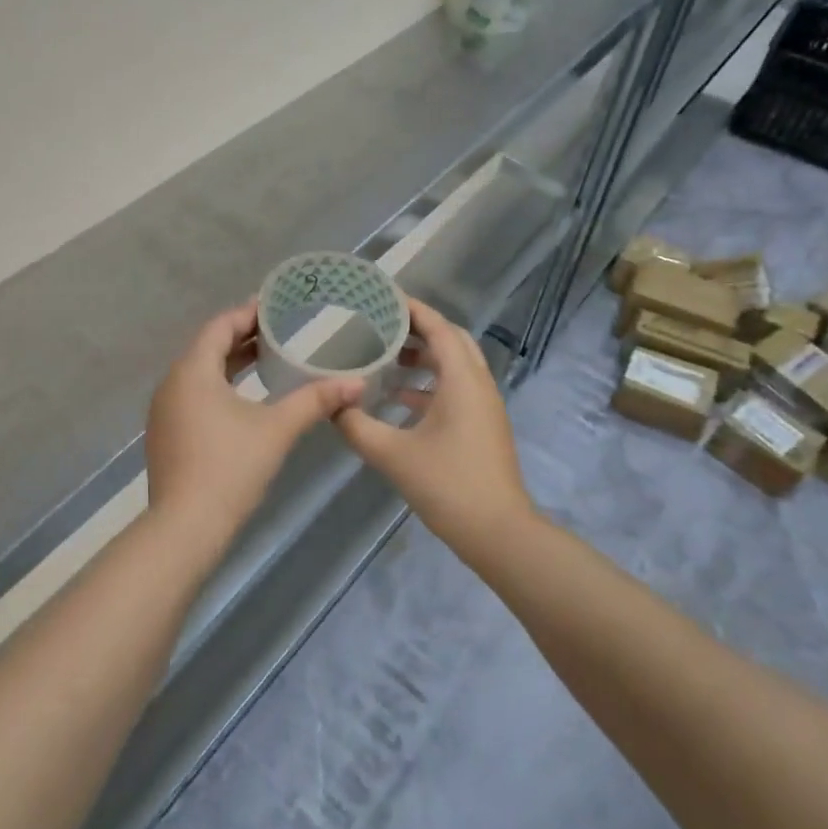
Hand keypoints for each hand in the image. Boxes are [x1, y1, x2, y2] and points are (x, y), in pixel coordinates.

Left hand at [146, 302, 362, 539]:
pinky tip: (243, 399)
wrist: (184, 528)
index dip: (248, 313)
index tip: (276, 305)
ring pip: (200, 373)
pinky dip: (218, 386)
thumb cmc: (230, 468)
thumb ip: (315, 401)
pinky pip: (193, 395)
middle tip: (279, 330)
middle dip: (242, 337)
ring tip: (266, 359)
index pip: (220, 326)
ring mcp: (165, 411)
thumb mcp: (277, 429)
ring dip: (230, 362)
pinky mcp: (166, 434)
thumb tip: (357, 383)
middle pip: (208, 347)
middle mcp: (172, 383)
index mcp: (193, 371)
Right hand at [334, 298, 534, 552]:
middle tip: (382, 324)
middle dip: (418, 329)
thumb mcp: (392, 454)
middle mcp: (478, 384)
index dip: (412, 308)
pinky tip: (399, 399)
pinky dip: (429, 385)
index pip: (438, 327)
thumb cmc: (447, 485)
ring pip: (455, 366)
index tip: (382, 296)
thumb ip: (356, 426)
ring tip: (386, 357)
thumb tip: (330, 405)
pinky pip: (456, 389)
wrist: (497, 532)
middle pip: (451, 340)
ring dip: (424, 357)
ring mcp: (484, 406)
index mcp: (462, 380)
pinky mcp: (482, 426)